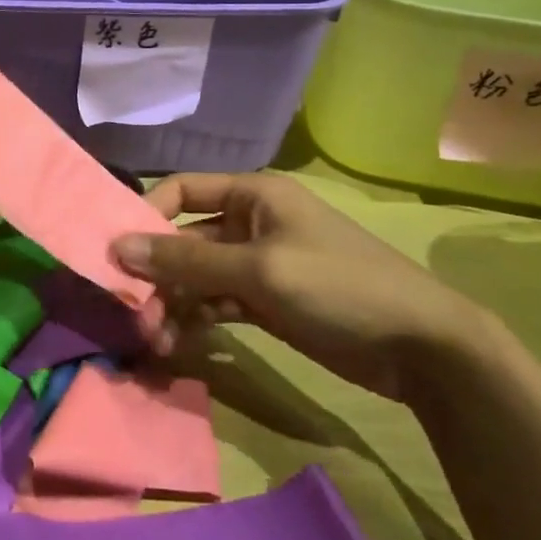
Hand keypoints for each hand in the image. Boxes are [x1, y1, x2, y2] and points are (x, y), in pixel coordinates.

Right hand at [111, 172, 490, 402]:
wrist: (423, 349)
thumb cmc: (338, 287)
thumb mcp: (258, 270)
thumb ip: (186, 260)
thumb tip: (119, 248)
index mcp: (253, 195)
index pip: (182, 190)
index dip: (147, 215)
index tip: (118, 252)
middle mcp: (251, 222)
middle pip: (186, 238)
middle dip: (158, 273)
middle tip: (133, 311)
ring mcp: (259, 264)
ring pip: (198, 275)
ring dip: (173, 302)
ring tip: (154, 337)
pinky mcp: (267, 301)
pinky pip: (217, 301)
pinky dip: (196, 318)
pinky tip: (177, 341)